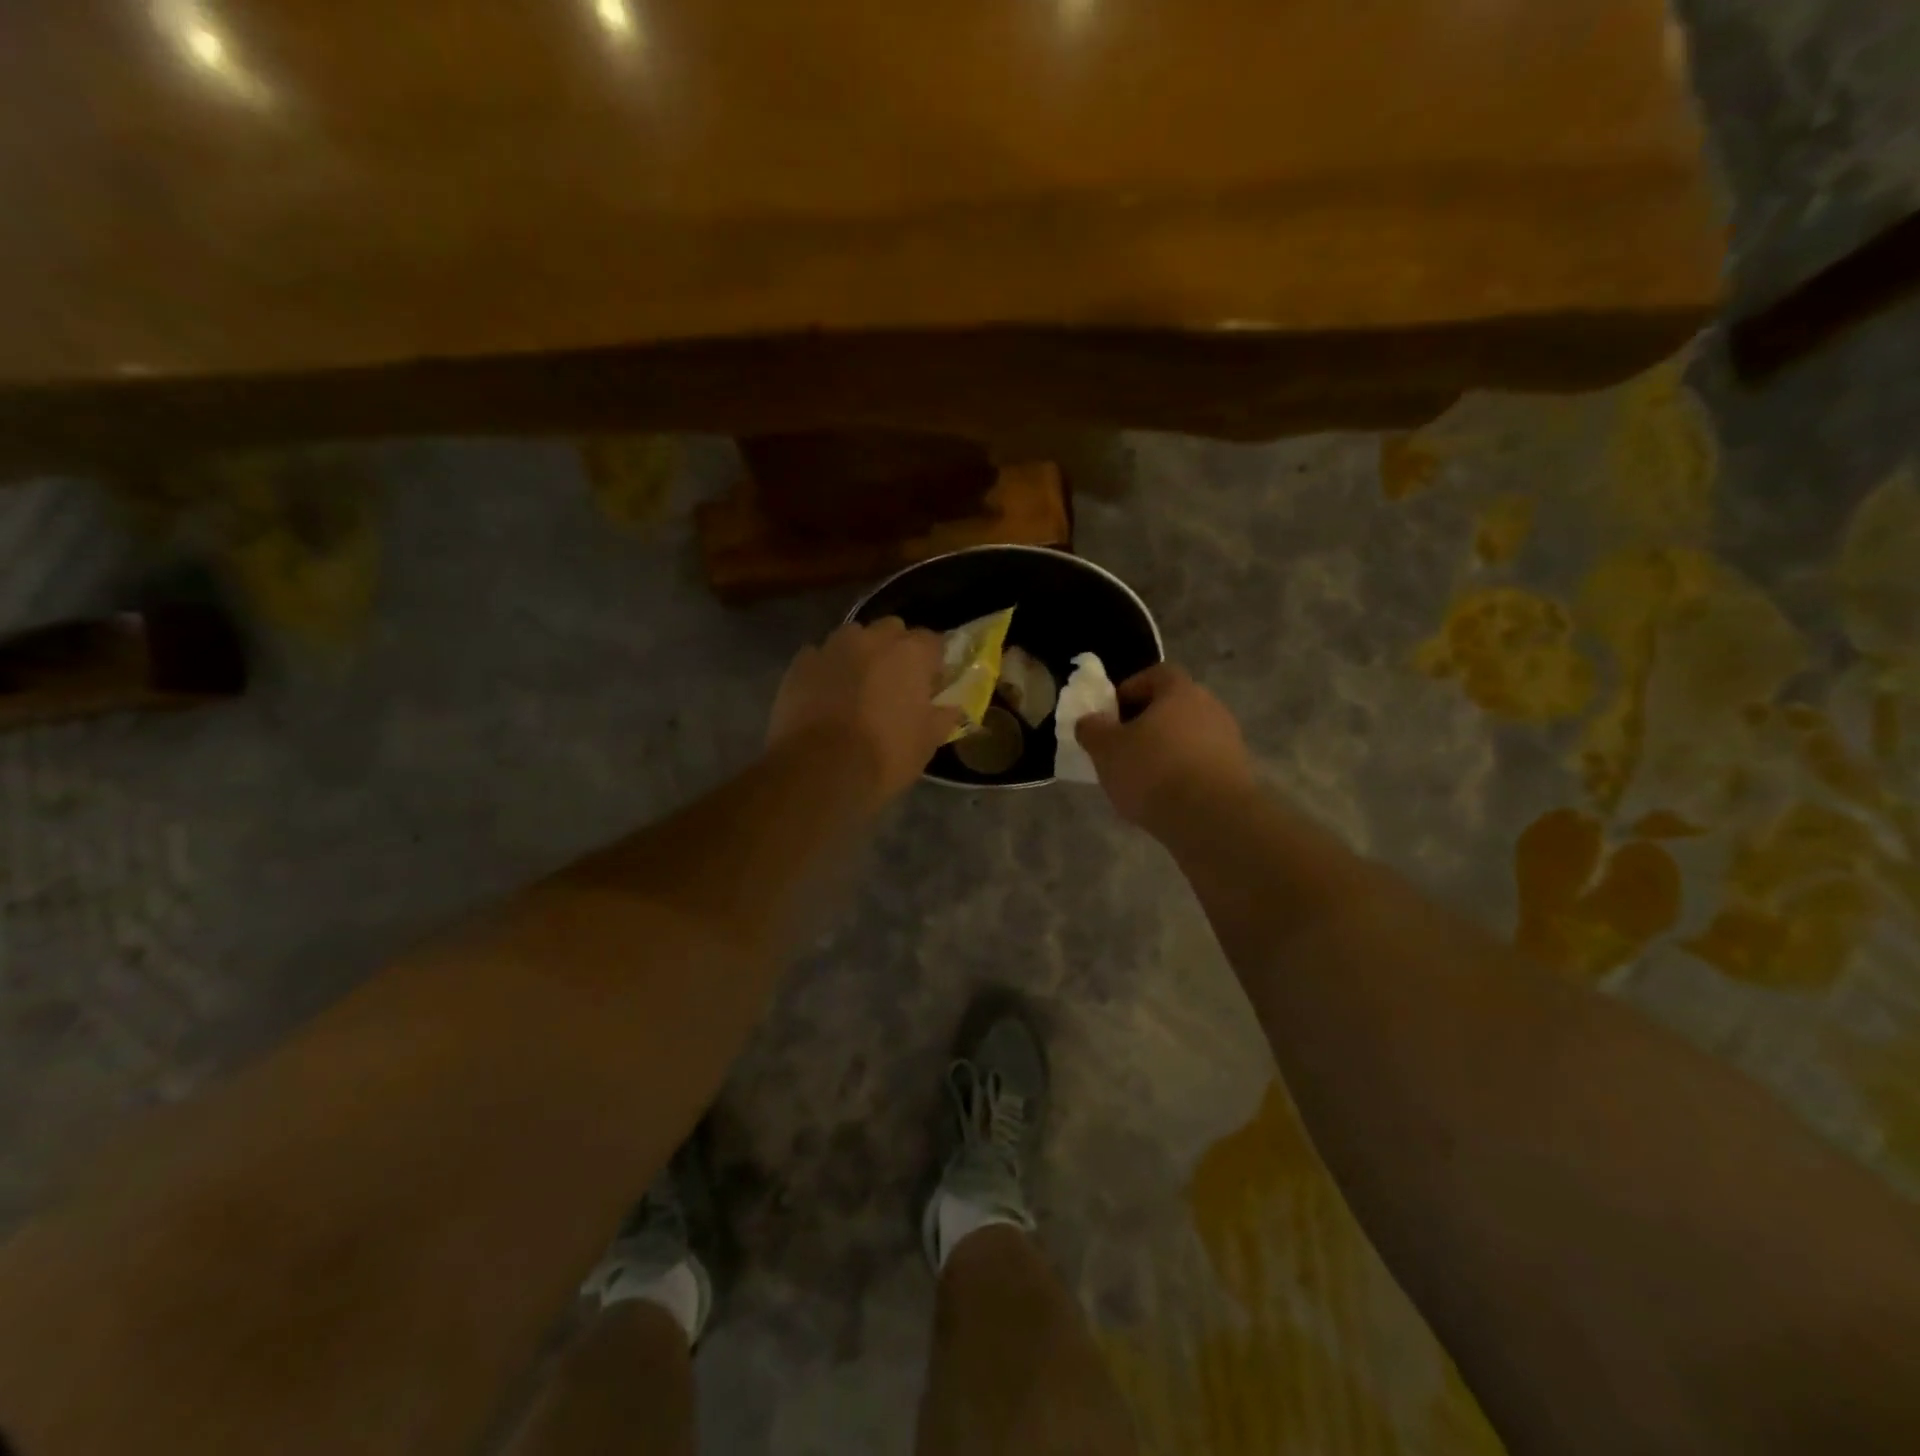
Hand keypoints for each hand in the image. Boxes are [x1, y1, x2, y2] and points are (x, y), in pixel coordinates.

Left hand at [768, 618, 960, 804]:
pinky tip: (826, 695)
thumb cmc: (884, 756)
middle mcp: (872, 639)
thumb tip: (952, 707)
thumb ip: (943, 716)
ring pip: (853, 638)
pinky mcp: (800, 663)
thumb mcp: (927, 742)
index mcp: (911, 653)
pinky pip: (821, 656)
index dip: (933, 662)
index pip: (932, 641)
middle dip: (895, 649)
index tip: (931, 684)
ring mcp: (831, 647)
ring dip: (860, 654)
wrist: (819, 771)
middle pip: (891, 630)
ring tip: (857, 686)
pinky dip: (828, 669)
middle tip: (895, 682)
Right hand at [1075, 663, 1253, 826]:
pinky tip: (1165, 797)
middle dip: (1145, 724)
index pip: (1155, 675)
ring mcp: (1229, 740)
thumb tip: (1090, 721)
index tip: (1111, 715)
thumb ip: (1092, 730)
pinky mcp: (1237, 773)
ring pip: (1187, 737)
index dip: (1129, 690)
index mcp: (1180, 691)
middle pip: (1172, 707)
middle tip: (1121, 748)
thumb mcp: (1106, 749)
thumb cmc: (1154, 771)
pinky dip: (1182, 774)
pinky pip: (1200, 764)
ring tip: (1140, 778)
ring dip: (1164, 751)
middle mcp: (1210, 707)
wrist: (1212, 819)